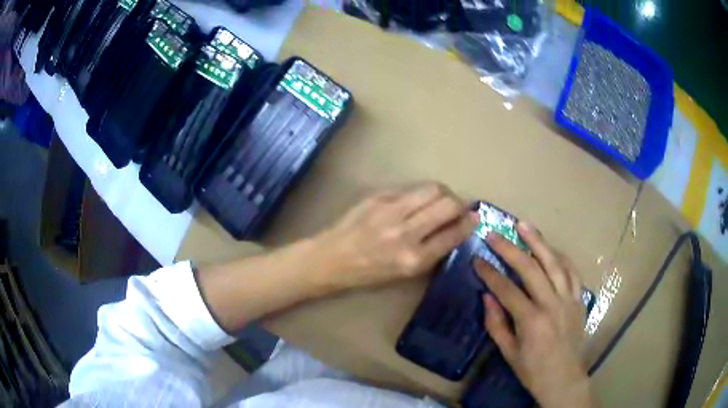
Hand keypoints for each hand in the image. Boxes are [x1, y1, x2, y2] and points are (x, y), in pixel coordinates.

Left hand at [314, 183, 477, 289]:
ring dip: (444, 193)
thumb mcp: (405, 273)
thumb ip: (432, 251)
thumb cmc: (369, 273)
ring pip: (433, 189)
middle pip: (448, 205)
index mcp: (413, 259)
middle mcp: (406, 233)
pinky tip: (417, 201)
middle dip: (460, 204)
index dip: (469, 224)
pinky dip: (421, 193)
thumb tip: (455, 228)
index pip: (453, 234)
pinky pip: (411, 188)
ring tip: (441, 200)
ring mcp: (391, 211)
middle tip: (458, 207)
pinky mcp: (379, 197)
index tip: (475, 218)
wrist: (332, 258)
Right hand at [475, 222, 596, 407]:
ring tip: (523, 225)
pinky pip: (572, 272)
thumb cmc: (532, 370)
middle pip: (530, 269)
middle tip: (494, 235)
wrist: (564, 379)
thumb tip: (486, 296)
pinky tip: (551, 249)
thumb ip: (496, 323)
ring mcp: (568, 299)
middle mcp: (551, 304)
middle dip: (509, 249)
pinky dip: (561, 257)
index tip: (477, 259)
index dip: (489, 273)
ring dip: (538, 242)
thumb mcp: (508, 352)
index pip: (506, 289)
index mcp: (531, 320)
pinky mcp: (579, 299)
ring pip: (554, 263)